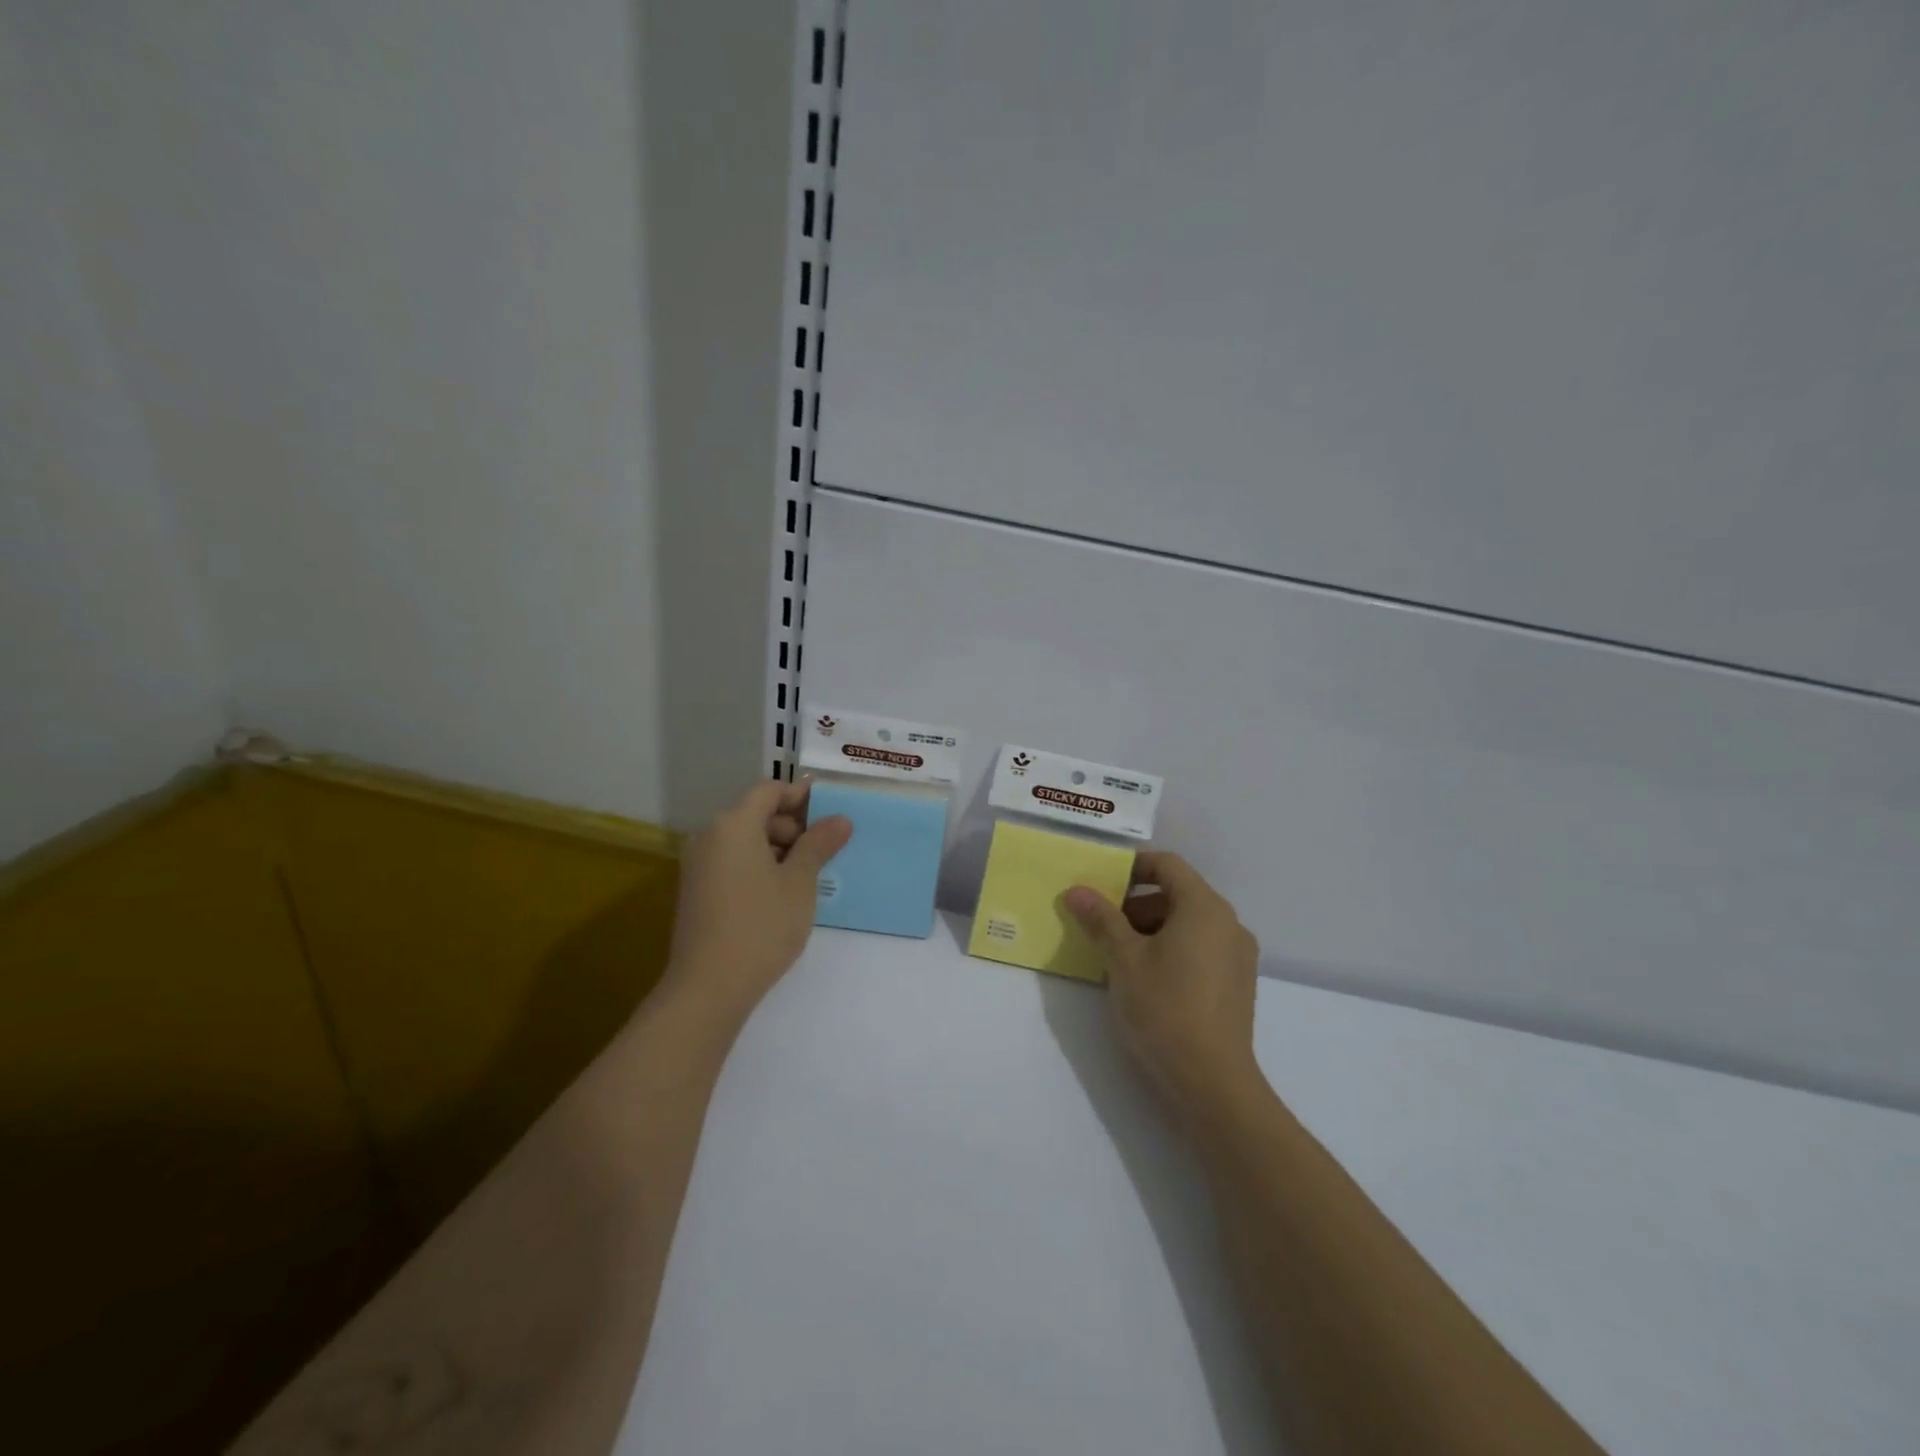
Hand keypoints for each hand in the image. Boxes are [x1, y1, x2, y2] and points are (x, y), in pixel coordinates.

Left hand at [661, 780, 851, 1021]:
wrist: (708, 988)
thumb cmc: (761, 926)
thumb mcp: (799, 883)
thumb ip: (819, 844)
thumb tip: (840, 819)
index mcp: (733, 825)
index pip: (769, 791)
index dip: (801, 795)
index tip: (831, 811)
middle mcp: (709, 837)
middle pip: (756, 814)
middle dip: (793, 825)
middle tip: (826, 849)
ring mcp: (698, 865)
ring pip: (745, 840)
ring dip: (778, 848)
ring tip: (809, 875)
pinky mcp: (696, 891)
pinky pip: (732, 862)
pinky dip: (759, 866)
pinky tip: (782, 893)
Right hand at [1064, 853, 1261, 1121]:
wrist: (1212, 1083)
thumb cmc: (1164, 1009)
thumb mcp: (1123, 960)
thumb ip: (1101, 919)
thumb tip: (1077, 890)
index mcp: (1204, 907)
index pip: (1168, 865)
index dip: (1133, 866)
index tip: (1101, 882)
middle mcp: (1229, 923)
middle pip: (1178, 894)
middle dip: (1136, 904)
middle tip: (1102, 927)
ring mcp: (1238, 955)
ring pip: (1189, 924)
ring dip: (1152, 929)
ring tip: (1119, 958)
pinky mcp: (1238, 984)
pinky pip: (1201, 948)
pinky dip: (1172, 950)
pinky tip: (1147, 981)